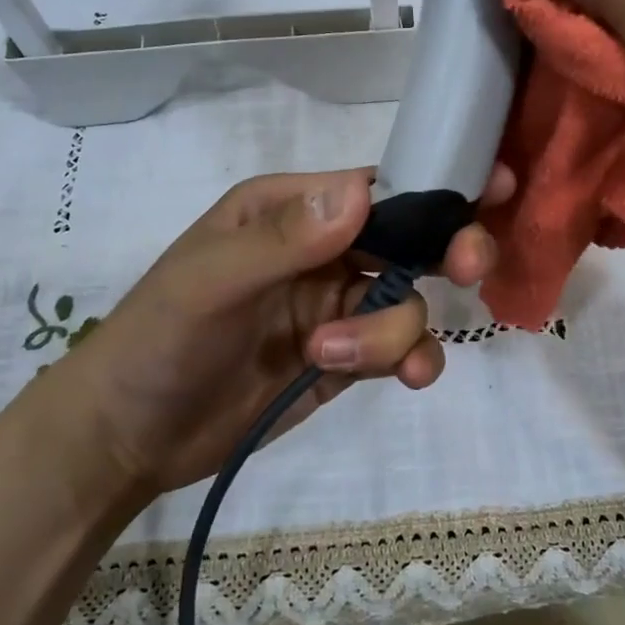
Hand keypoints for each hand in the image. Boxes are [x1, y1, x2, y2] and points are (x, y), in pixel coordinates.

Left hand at [14, 165, 511, 502]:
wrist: (129, 438)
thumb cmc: (158, 341)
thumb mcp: (208, 283)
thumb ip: (283, 239)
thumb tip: (363, 192)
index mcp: (292, 210)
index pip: (378, 186)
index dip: (436, 187)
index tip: (495, 187)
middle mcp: (325, 250)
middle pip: (413, 239)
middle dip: (448, 250)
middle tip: (468, 268)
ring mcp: (339, 306)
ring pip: (410, 302)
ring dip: (391, 331)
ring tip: (331, 356)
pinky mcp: (347, 358)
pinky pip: (403, 348)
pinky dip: (412, 359)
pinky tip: (405, 379)